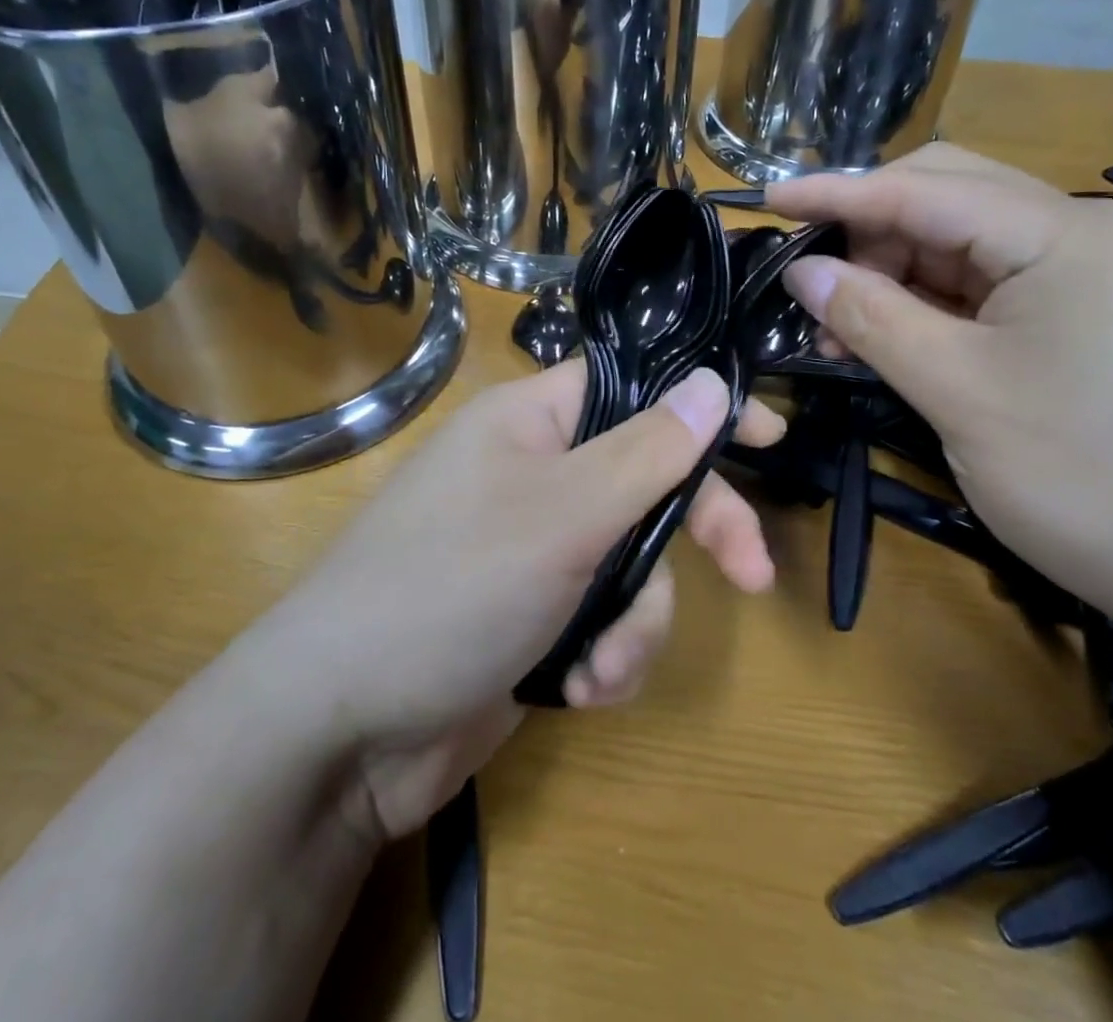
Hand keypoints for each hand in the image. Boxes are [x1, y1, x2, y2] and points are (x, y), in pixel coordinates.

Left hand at [270, 361, 783, 839]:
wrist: (344, 730)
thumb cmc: (451, 589)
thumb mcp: (563, 514)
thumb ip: (645, 451)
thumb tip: (709, 382)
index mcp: (531, 422)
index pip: (633, 387)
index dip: (699, 405)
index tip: (768, 436)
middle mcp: (535, 473)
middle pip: (646, 482)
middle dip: (695, 534)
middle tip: (753, 575)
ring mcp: (534, 547)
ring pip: (634, 562)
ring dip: (635, 622)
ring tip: (598, 668)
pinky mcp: (534, 613)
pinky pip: (604, 617)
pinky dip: (604, 655)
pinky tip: (576, 690)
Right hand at [766, 144, 1112, 633]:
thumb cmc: (1093, 482)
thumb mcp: (958, 394)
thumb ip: (871, 317)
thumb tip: (802, 269)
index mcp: (1068, 234)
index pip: (925, 191)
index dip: (836, 193)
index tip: (768, 197)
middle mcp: (1094, 232)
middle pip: (953, 200)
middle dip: (871, 233)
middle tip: (811, 281)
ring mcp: (1108, 273)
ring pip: (972, 246)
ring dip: (900, 274)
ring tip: (846, 328)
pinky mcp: (1108, 315)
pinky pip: (1002, 286)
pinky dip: (941, 304)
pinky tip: (905, 337)